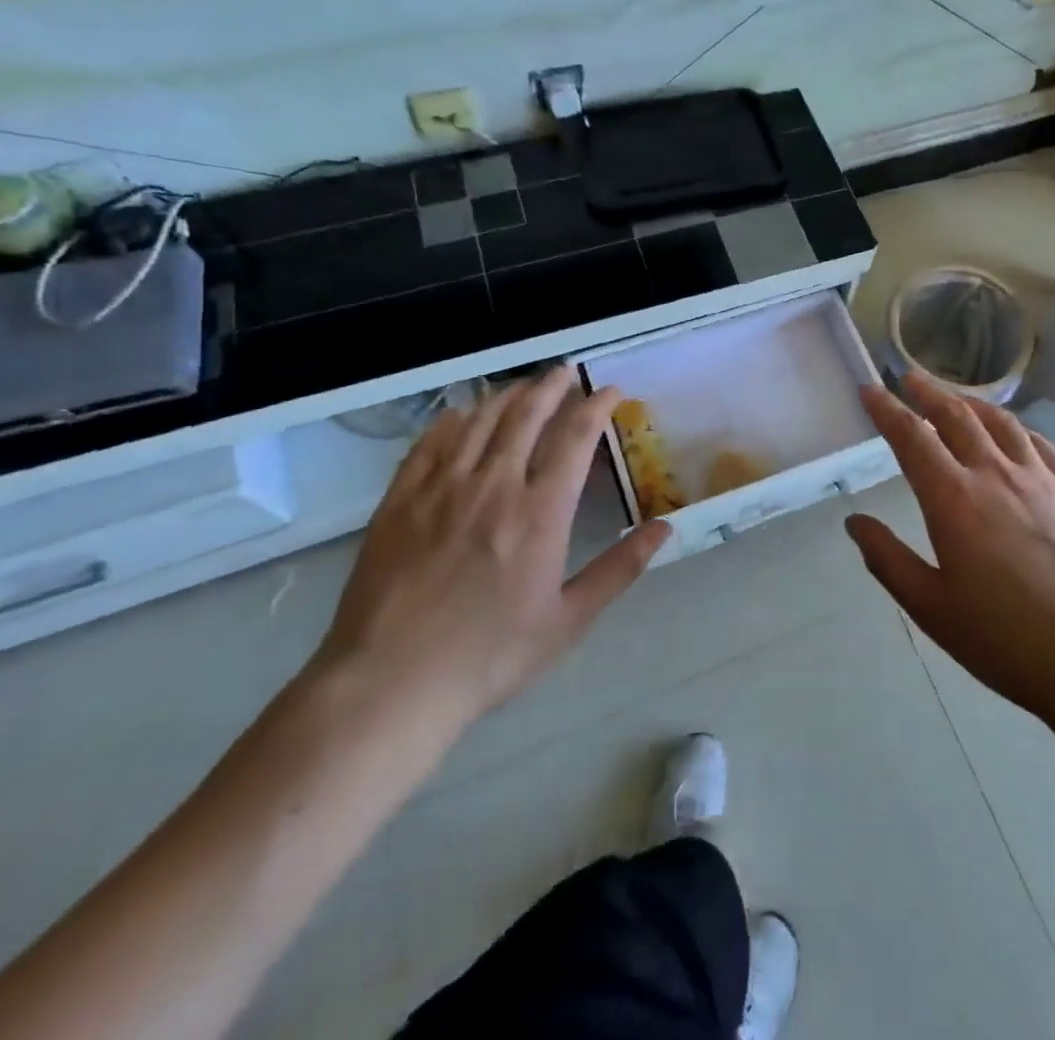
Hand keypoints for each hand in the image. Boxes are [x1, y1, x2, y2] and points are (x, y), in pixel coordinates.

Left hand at [316, 367, 669, 729]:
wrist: (390, 683)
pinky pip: (431, 442)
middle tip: (566, 372)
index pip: (576, 437)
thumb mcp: (568, 620)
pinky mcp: (401, 500)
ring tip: (524, 387)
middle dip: (552, 386)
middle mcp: (494, 486)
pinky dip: (453, 419)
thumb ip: (619, 569)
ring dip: (508, 395)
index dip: (597, 405)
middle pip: (527, 414)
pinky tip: (463, 414)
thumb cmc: (490, 655)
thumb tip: (664, 529)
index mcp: (541, 512)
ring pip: (480, 420)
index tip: (611, 390)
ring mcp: (442, 489)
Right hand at [847, 371, 1054, 732]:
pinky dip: (1017, 427)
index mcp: (954, 499)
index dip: (887, 409)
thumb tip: (855, 522)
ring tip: (956, 397)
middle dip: (928, 392)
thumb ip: (888, 560)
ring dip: (971, 402)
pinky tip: (1014, 432)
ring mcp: (1042, 479)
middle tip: (910, 379)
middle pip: (957, 416)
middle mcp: (996, 474)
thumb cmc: (1005, 639)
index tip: (870, 389)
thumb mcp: (931, 608)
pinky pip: (1041, 443)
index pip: (912, 438)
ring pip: (1001, 422)